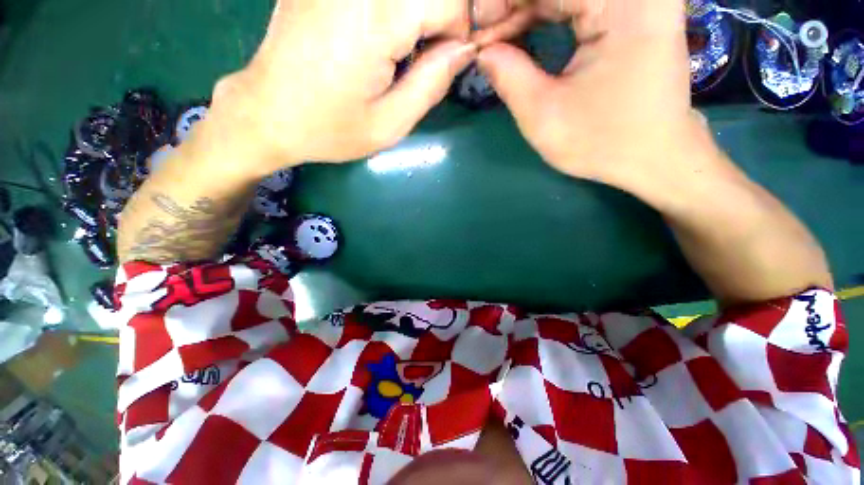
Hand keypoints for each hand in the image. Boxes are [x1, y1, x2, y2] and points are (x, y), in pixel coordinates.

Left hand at [207, 0, 527, 178]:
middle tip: (424, 55)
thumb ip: (432, 84)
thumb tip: (462, 50)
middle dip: (439, 17)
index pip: (449, 0)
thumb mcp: (390, 124)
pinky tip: (377, 38)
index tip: (442, 62)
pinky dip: (392, 12)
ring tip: (399, 50)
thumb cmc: (331, 129)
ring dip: (415, 15)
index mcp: (375, 19)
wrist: (267, 113)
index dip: (458, 30)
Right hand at [477, 0, 706, 192]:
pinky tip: (523, 34)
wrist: (653, 155)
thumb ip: (508, 76)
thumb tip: (482, 50)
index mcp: (623, 5)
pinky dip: (545, 12)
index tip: (475, 33)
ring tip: (499, 41)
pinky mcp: (635, 8)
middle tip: (484, 40)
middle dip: (512, 8)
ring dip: (526, 10)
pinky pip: (578, 0)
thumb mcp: (543, 115)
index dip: (502, 4)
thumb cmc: (601, 142)